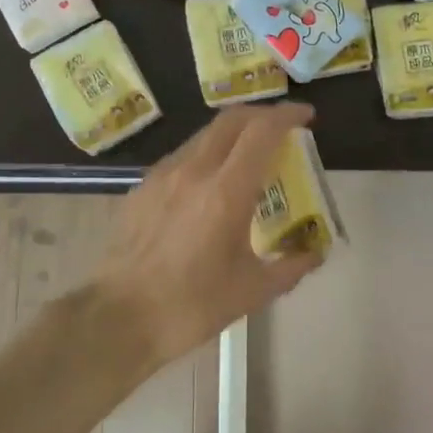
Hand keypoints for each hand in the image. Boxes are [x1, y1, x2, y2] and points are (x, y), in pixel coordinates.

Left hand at [92, 103, 324, 366]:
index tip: (307, 116)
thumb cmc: (190, 306)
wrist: (118, 318)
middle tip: (282, 130)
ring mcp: (163, 175)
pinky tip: (210, 184)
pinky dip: (206, 155)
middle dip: (261, 115)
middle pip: (231, 120)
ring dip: (233, 134)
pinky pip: (182, 156)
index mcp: (226, 192)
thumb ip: (291, 266)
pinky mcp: (142, 187)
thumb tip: (315, 251)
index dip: (287, 115)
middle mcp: (194, 171)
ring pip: (204, 135)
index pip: (262, 132)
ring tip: (248, 157)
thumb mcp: (252, 291)